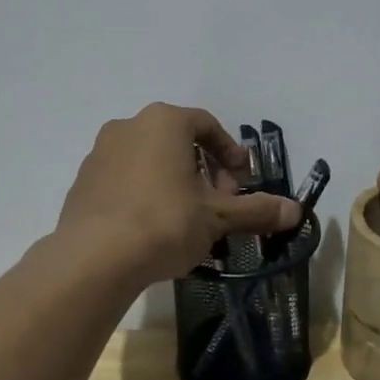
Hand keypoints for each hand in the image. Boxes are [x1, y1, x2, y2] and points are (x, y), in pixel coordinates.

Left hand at [57, 103, 300, 286]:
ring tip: (187, 218)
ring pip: (149, 159)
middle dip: (204, 170)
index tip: (241, 182)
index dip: (230, 153)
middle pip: (178, 141)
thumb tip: (296, 211)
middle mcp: (129, 126)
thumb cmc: (165, 223)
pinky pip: (124, 179)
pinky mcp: (83, 182)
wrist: (94, 258)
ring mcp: (100, 153)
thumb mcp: (218, 217)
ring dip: (174, 181)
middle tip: (218, 203)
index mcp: (165, 121)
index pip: (207, 125)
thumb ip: (257, 210)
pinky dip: (144, 193)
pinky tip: (152, 227)